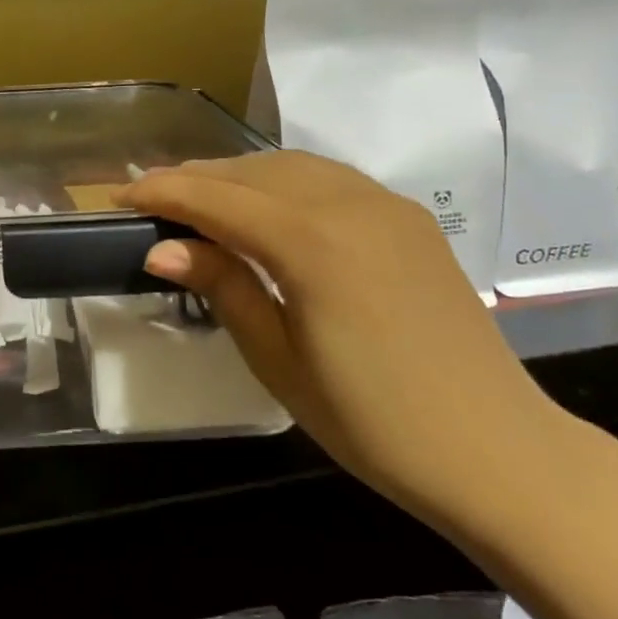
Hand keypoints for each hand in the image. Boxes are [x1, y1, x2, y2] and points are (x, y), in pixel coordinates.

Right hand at [121, 152, 580, 533]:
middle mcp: (348, 204)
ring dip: (236, 176)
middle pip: (250, 172)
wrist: (499, 453)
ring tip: (198, 200)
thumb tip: (162, 246)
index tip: (118, 199)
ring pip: (289, 166)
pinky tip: (266, 207)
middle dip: (193, 179)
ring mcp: (385, 205)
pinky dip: (281, 181)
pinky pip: (328, 178)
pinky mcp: (408, 218)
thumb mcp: (279, 360)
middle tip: (150, 200)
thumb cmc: (374, 423)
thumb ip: (223, 287)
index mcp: (311, 243)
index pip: (216, 199)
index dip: (162, 193)